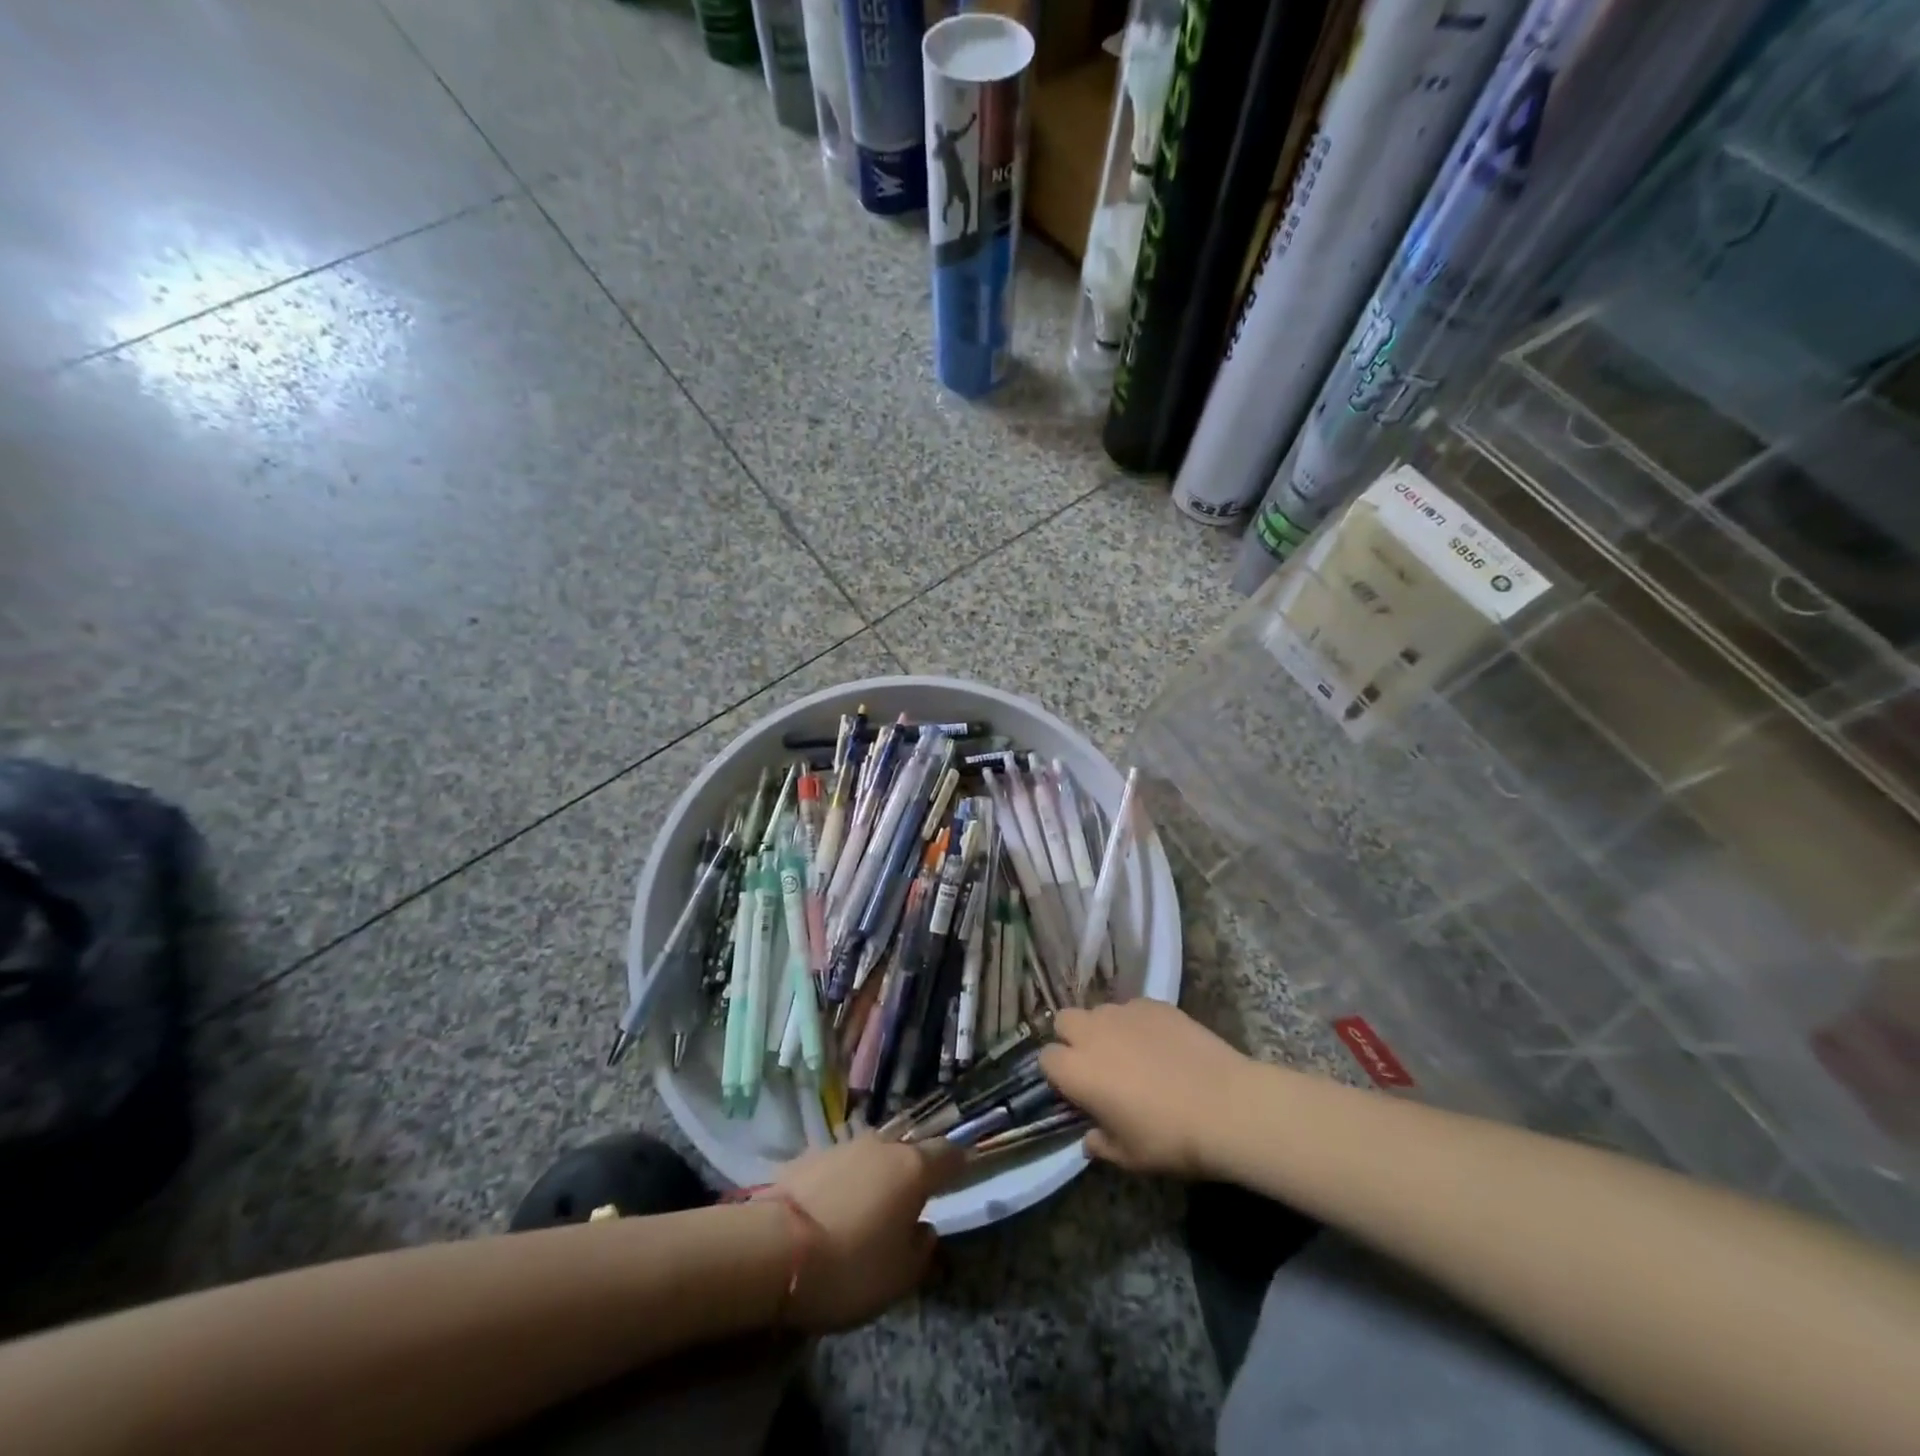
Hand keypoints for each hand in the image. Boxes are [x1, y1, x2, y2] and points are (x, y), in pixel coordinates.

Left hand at [772, 1135, 962, 1332]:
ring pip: (871, 1157)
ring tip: (866, 1211)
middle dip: (912, 1173)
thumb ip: (921, 1250)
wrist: (773, 1248)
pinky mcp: (809, 1155)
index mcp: (913, 1169)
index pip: (949, 1154)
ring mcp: (844, 1146)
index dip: (958, 1165)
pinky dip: (843, 1183)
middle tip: (908, 1204)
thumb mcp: (898, 1278)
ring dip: (875, 1177)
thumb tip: (924, 1228)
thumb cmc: (849, 1267)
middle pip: (907, 1152)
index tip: (961, 1177)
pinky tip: (831, 1211)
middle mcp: (882, 1146)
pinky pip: (839, 1167)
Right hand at [1040, 1001, 1252, 1178]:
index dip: (1058, 1073)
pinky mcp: (1154, 1004)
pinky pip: (1132, 1008)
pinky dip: (1137, 1023)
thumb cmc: (1169, 1138)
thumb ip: (1101, 1144)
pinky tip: (1160, 1044)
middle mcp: (1092, 1033)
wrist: (1225, 1106)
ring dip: (1105, 1029)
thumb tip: (1090, 1139)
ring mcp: (1124, 1012)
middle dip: (1073, 1038)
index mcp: (1077, 1070)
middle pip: (1064, 1020)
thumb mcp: (1129, 1157)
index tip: (1075, 1090)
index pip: (1046, 1058)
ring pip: (1099, 1011)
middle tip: (1097, 1064)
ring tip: (1131, 1053)